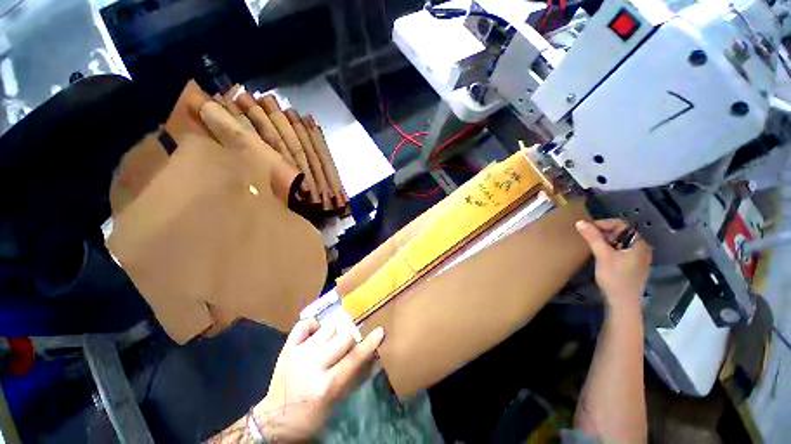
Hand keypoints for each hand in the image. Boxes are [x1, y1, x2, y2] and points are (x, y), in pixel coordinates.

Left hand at [252, 319, 384, 441]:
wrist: (274, 421)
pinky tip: (316, 334)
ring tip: (330, 344)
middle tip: (347, 347)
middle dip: (350, 340)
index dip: (370, 343)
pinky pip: (304, 324)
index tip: (380, 331)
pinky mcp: (287, 348)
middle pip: (343, 337)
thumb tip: (372, 356)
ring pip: (328, 328)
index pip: (355, 357)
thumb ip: (354, 377)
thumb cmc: (309, 416)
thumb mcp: (336, 402)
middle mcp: (313, 365)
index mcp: (326, 384)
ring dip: (334, 334)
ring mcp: (298, 354)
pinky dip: (313, 326)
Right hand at [575, 219, 651, 312]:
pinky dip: (609, 249)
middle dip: (603, 233)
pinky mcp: (632, 265)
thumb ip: (593, 238)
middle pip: (621, 233)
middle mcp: (641, 248)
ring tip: (592, 246)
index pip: (621, 225)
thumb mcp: (603, 256)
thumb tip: (580, 222)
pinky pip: (620, 250)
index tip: (587, 229)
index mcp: (639, 243)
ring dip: (605, 241)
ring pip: (619, 242)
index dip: (603, 224)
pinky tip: (600, 255)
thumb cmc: (615, 278)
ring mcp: (638, 257)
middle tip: (588, 238)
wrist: (622, 303)